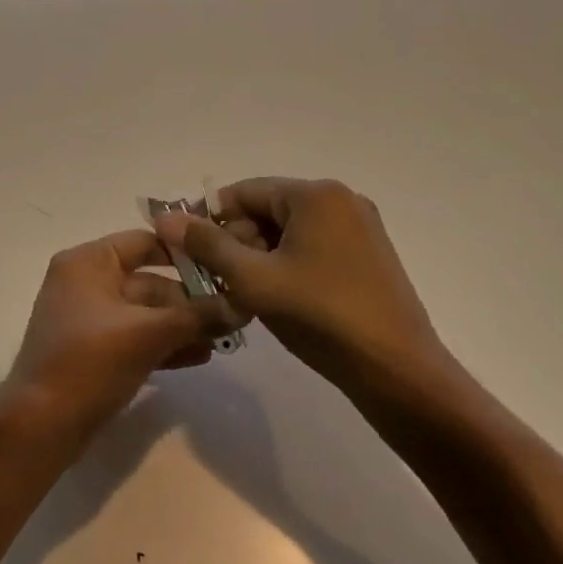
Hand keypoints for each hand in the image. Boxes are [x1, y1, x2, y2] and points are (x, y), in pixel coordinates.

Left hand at [5, 229, 238, 432]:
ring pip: (144, 312)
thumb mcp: (147, 333)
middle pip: (148, 280)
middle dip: (190, 299)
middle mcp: (85, 282)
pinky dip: (163, 343)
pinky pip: (135, 336)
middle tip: (233, 313)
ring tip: (224, 338)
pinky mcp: (93, 350)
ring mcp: (88, 318)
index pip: (144, 241)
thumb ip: (195, 316)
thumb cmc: (90, 361)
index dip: (184, 252)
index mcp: (88, 262)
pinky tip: (200, 356)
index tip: (224, 265)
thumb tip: (242, 305)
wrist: (42, 424)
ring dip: (182, 325)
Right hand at [153, 178, 464, 405]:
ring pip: (289, 231)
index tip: (186, 249)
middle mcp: (341, 200)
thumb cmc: (320, 317)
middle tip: (217, 280)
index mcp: (315, 195)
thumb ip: (207, 245)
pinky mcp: (369, 255)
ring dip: (259, 256)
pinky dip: (287, 264)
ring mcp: (360, 227)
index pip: (244, 191)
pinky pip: (314, 246)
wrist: (397, 371)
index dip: (209, 218)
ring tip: (245, 294)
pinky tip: (279, 298)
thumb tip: (165, 217)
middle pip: (268, 209)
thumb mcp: (253, 280)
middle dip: (236, 240)